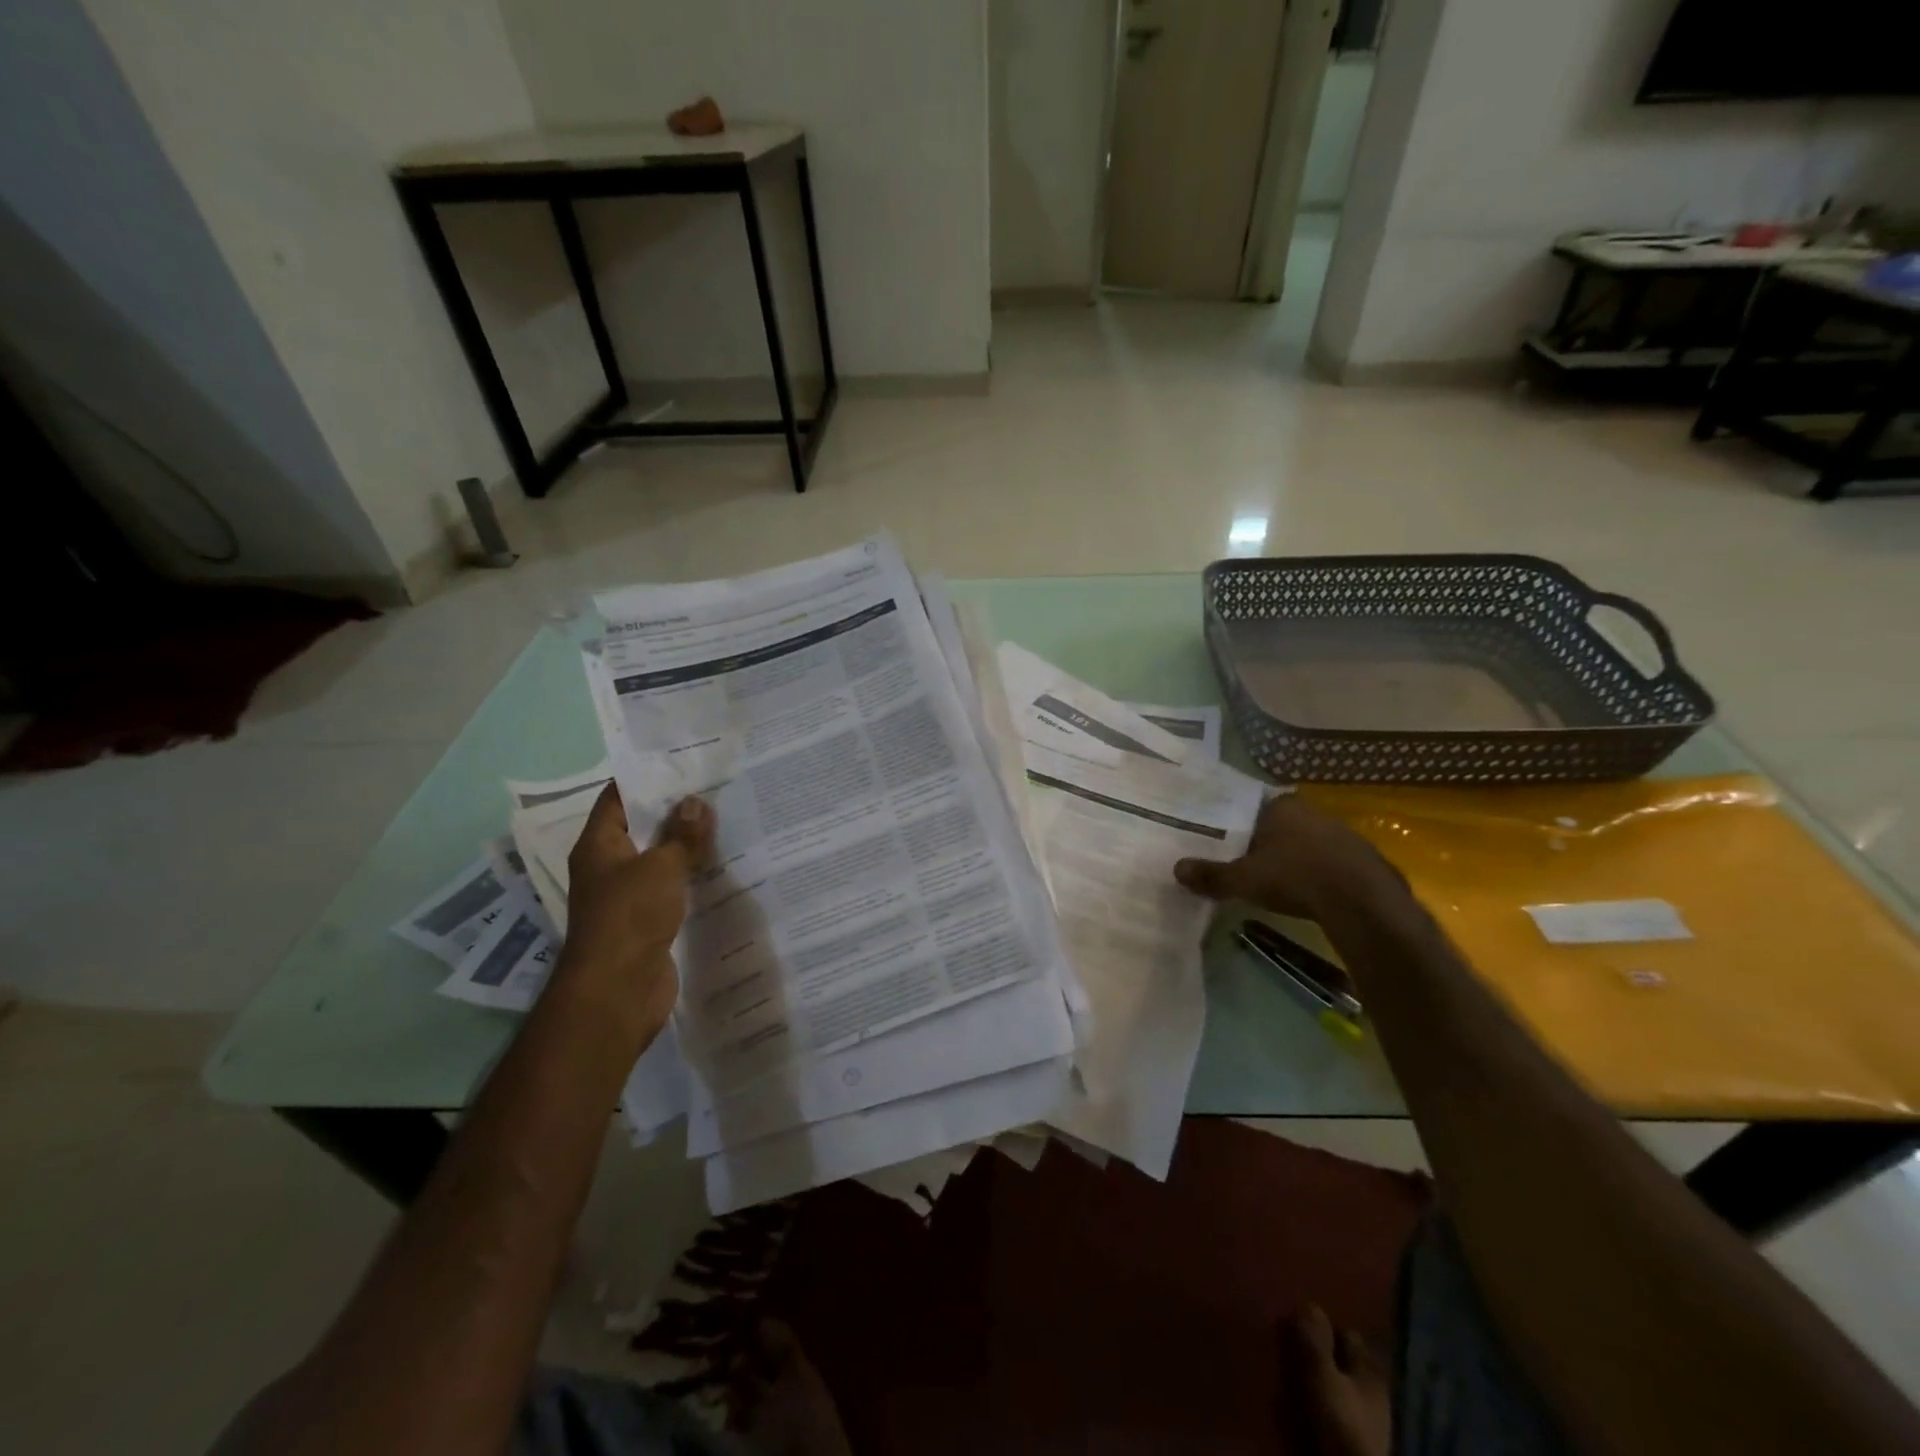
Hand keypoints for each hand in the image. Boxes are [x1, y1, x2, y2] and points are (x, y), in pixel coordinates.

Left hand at [560, 784, 714, 1039]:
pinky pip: (672, 888)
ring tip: (728, 821)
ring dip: (688, 845)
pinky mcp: (649, 921)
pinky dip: (692, 876)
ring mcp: (629, 896)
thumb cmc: (629, 917)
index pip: (618, 798)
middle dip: (677, 811)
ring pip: (661, 859)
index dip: (647, 778)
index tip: (685, 763)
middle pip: (643, 828)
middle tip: (718, 788)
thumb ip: (681, 835)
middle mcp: (610, 867)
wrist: (617, 992)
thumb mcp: (660, 867)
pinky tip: (723, 866)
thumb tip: (696, 802)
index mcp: (599, 845)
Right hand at [1173, 792, 1402, 918]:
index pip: (1249, 807)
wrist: (1362, 901)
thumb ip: (1211, 874)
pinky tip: (1306, 891)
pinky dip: (1314, 872)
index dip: (1235, 824)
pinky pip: (1327, 860)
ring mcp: (1340, 832)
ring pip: (1303, 841)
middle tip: (1241, 860)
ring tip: (1271, 878)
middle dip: (1261, 842)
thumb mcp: (1244, 879)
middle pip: (1277, 824)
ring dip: (1289, 857)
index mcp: (1280, 806)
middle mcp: (1311, 811)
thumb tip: (1176, 869)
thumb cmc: (1295, 877)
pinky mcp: (1362, 857)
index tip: (1222, 839)